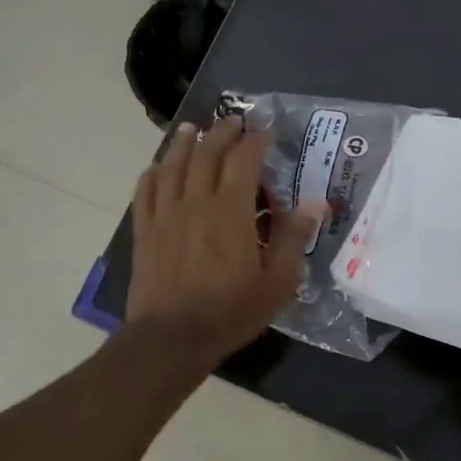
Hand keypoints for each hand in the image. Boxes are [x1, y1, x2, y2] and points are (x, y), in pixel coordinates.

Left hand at [127, 119, 320, 358]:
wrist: (171, 338)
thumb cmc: (230, 312)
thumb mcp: (276, 282)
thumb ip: (293, 239)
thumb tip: (316, 204)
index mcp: (231, 211)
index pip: (244, 160)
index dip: (255, 141)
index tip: (265, 133)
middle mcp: (196, 202)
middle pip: (206, 153)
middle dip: (221, 133)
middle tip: (232, 122)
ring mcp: (165, 215)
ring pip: (172, 165)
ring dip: (183, 143)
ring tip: (192, 129)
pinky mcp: (144, 231)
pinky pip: (144, 192)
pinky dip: (152, 174)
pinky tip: (157, 168)